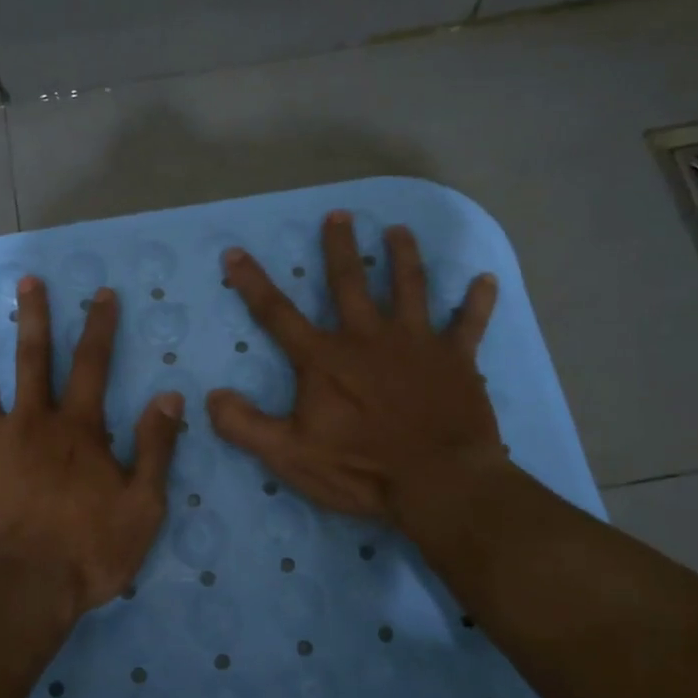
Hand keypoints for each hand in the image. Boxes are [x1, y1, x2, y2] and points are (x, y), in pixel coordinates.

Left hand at [0, 278, 181, 619]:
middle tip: (26, 281)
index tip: (100, 294)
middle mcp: (31, 422)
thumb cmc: (90, 551)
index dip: (99, 326)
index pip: (92, 364)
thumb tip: (169, 396)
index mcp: (77, 428)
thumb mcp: (143, 504)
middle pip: (31, 358)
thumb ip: (156, 447)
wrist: (25, 591)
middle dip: (31, 316)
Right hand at [205, 211, 507, 532]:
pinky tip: (486, 279)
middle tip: (339, 215)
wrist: (439, 482)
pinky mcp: (456, 359)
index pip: (277, 314)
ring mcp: (417, 343)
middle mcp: (368, 337)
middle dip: (340, 247)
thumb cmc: (361, 469)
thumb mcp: (289, 455)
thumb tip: (211, 396)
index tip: (234, 253)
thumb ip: (245, 425)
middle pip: (349, 282)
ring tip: (399, 231)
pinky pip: (470, 323)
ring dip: (403, 256)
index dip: (252, 283)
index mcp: (325, 359)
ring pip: (409, 287)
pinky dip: (478, 301)